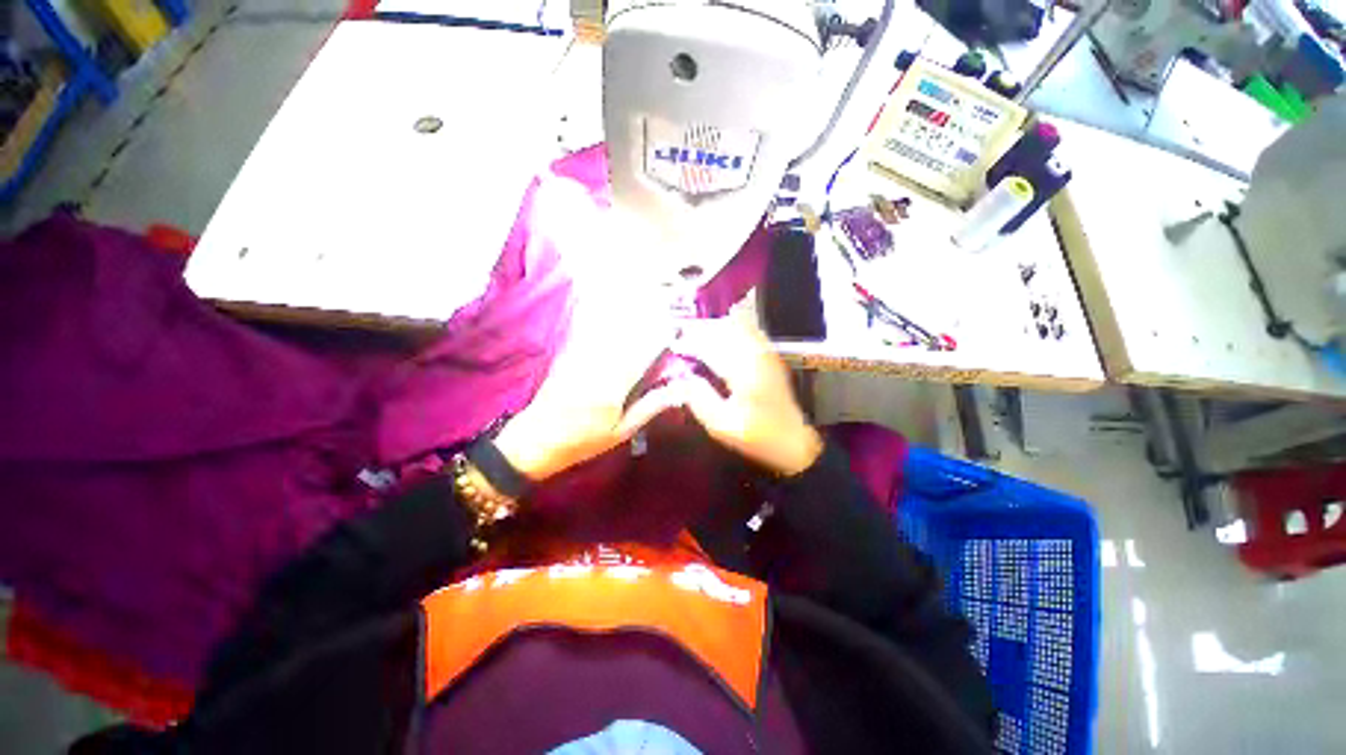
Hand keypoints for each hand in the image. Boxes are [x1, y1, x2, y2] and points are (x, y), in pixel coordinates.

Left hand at [495, 282, 675, 481]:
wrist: (536, 440)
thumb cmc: (583, 441)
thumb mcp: (621, 432)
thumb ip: (649, 407)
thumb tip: (678, 391)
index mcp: (613, 388)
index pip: (642, 355)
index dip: (660, 338)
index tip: (676, 329)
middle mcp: (598, 366)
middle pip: (627, 335)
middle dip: (648, 321)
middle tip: (666, 311)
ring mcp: (581, 358)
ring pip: (608, 329)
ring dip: (628, 315)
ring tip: (646, 304)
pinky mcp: (569, 355)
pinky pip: (588, 331)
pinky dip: (601, 318)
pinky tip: (611, 308)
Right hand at [665, 314, 823, 475]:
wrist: (793, 440)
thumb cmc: (756, 435)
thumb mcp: (721, 425)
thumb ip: (700, 400)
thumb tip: (682, 378)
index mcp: (743, 372)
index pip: (711, 348)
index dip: (690, 344)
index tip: (674, 346)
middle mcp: (756, 356)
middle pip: (725, 330)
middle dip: (702, 330)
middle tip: (682, 335)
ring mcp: (767, 354)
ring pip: (739, 327)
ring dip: (717, 327)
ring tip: (698, 332)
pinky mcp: (771, 357)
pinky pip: (751, 331)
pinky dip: (734, 327)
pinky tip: (724, 331)